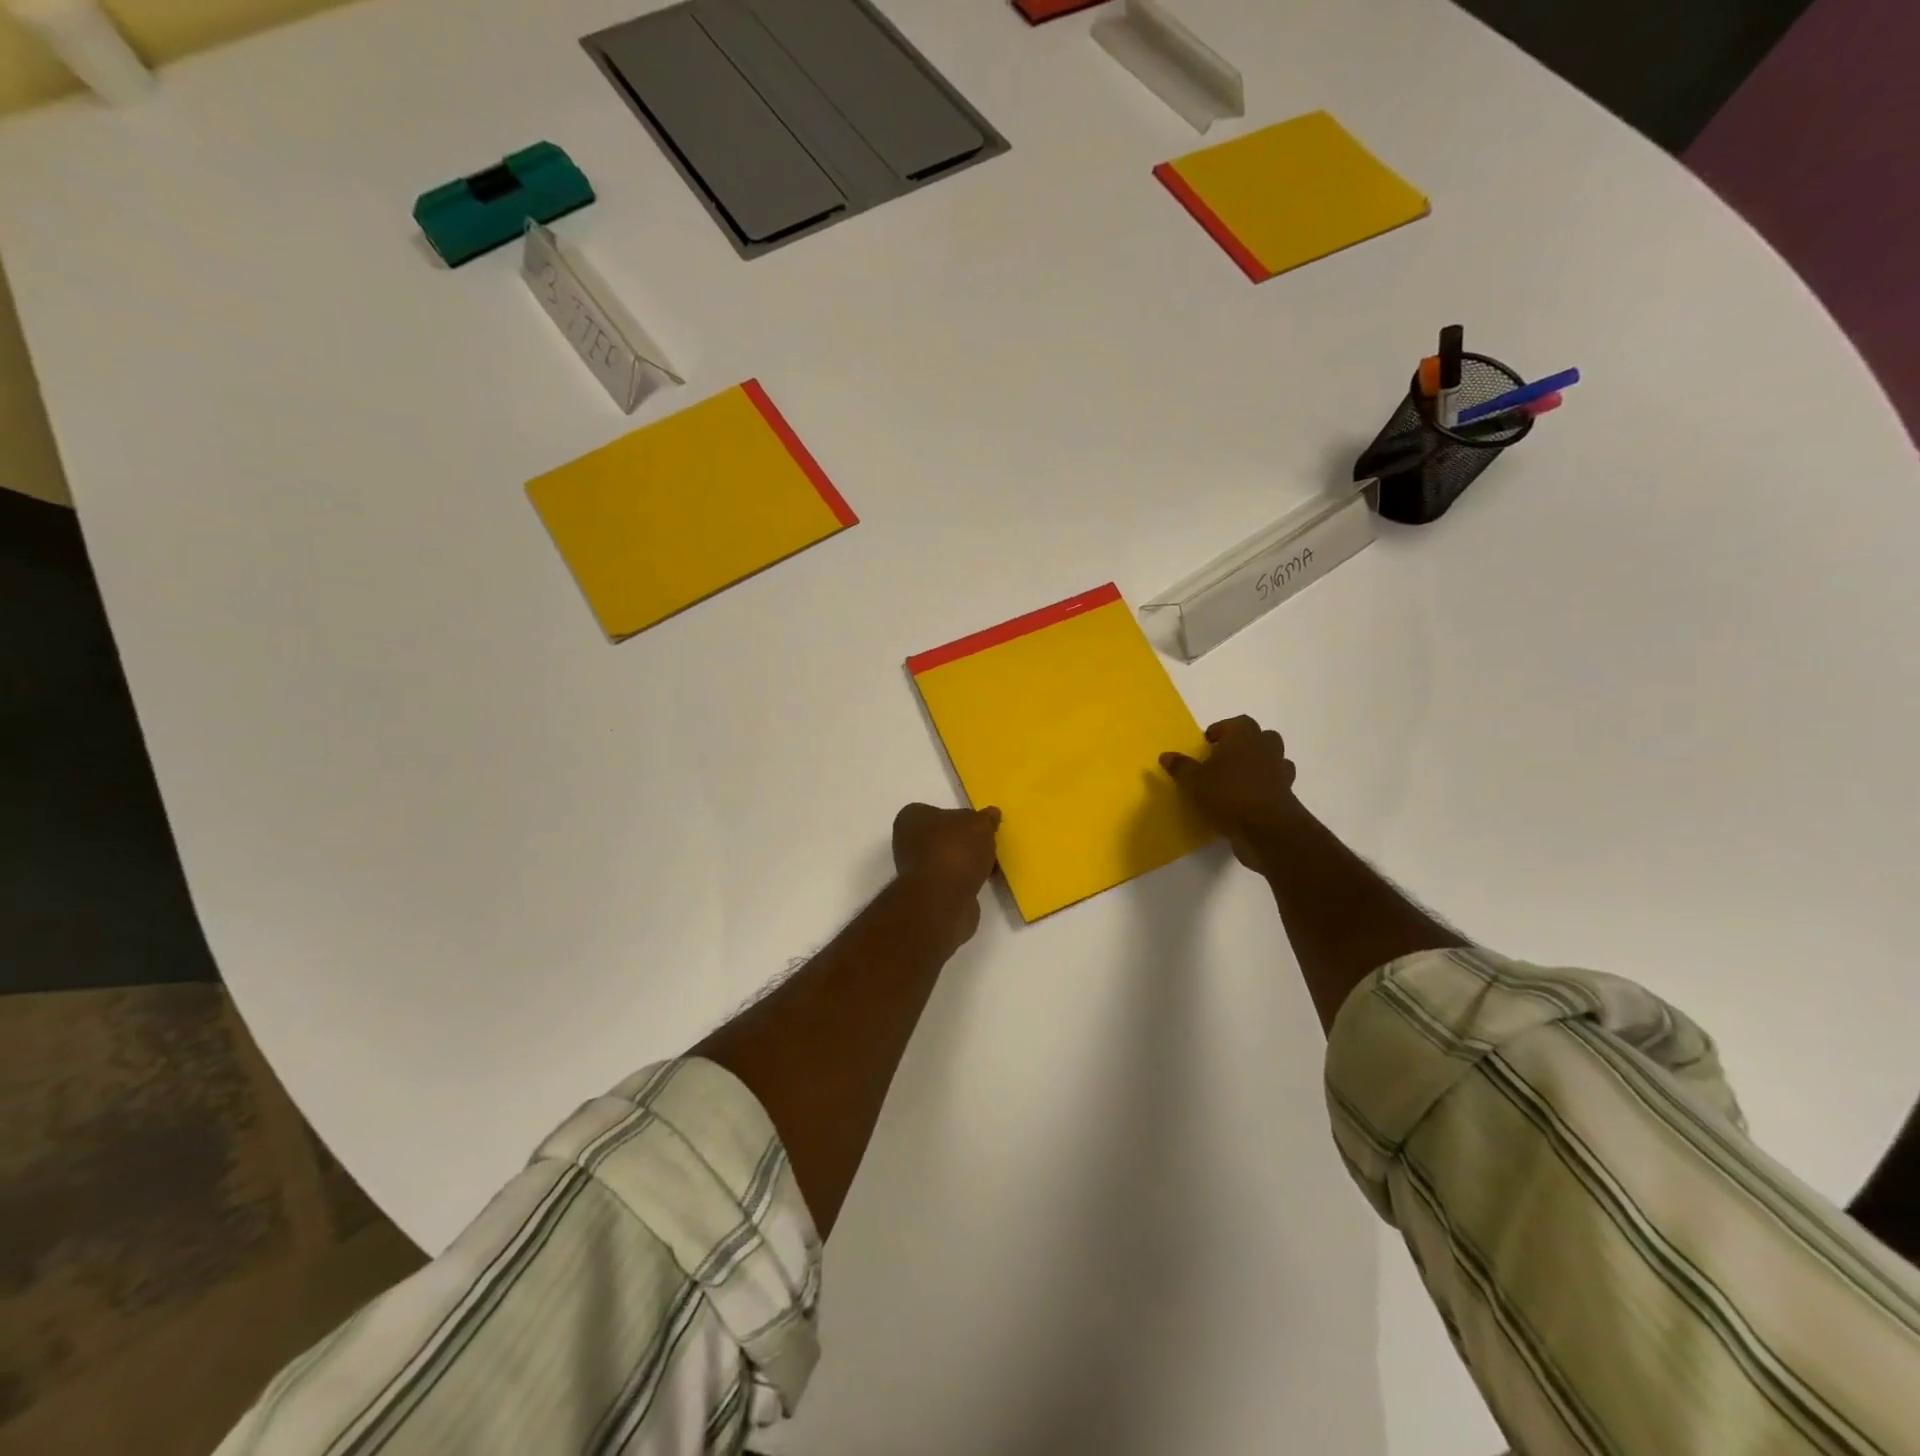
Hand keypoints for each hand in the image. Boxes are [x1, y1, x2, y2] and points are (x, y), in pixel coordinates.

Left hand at [892, 803, 1001, 946]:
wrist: (942, 900)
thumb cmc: (955, 850)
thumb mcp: (979, 824)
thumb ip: (986, 818)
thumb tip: (991, 814)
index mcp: (911, 817)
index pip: (934, 811)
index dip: (958, 817)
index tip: (978, 824)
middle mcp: (907, 842)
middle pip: (942, 837)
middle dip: (964, 841)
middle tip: (987, 844)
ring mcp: (915, 870)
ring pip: (947, 860)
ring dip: (966, 863)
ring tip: (990, 864)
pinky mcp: (927, 894)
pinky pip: (951, 881)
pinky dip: (965, 881)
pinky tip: (982, 882)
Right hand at [1160, 716, 1301, 873]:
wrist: (1266, 828)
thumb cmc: (1227, 794)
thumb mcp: (1193, 781)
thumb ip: (1181, 767)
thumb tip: (1166, 756)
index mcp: (1244, 737)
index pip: (1238, 722)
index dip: (1222, 730)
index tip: (1208, 743)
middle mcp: (1266, 748)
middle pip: (1261, 737)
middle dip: (1245, 744)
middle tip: (1224, 758)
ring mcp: (1280, 771)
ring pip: (1273, 759)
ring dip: (1259, 764)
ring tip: (1237, 779)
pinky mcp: (1287, 794)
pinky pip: (1276, 783)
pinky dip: (1265, 787)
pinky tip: (1249, 799)